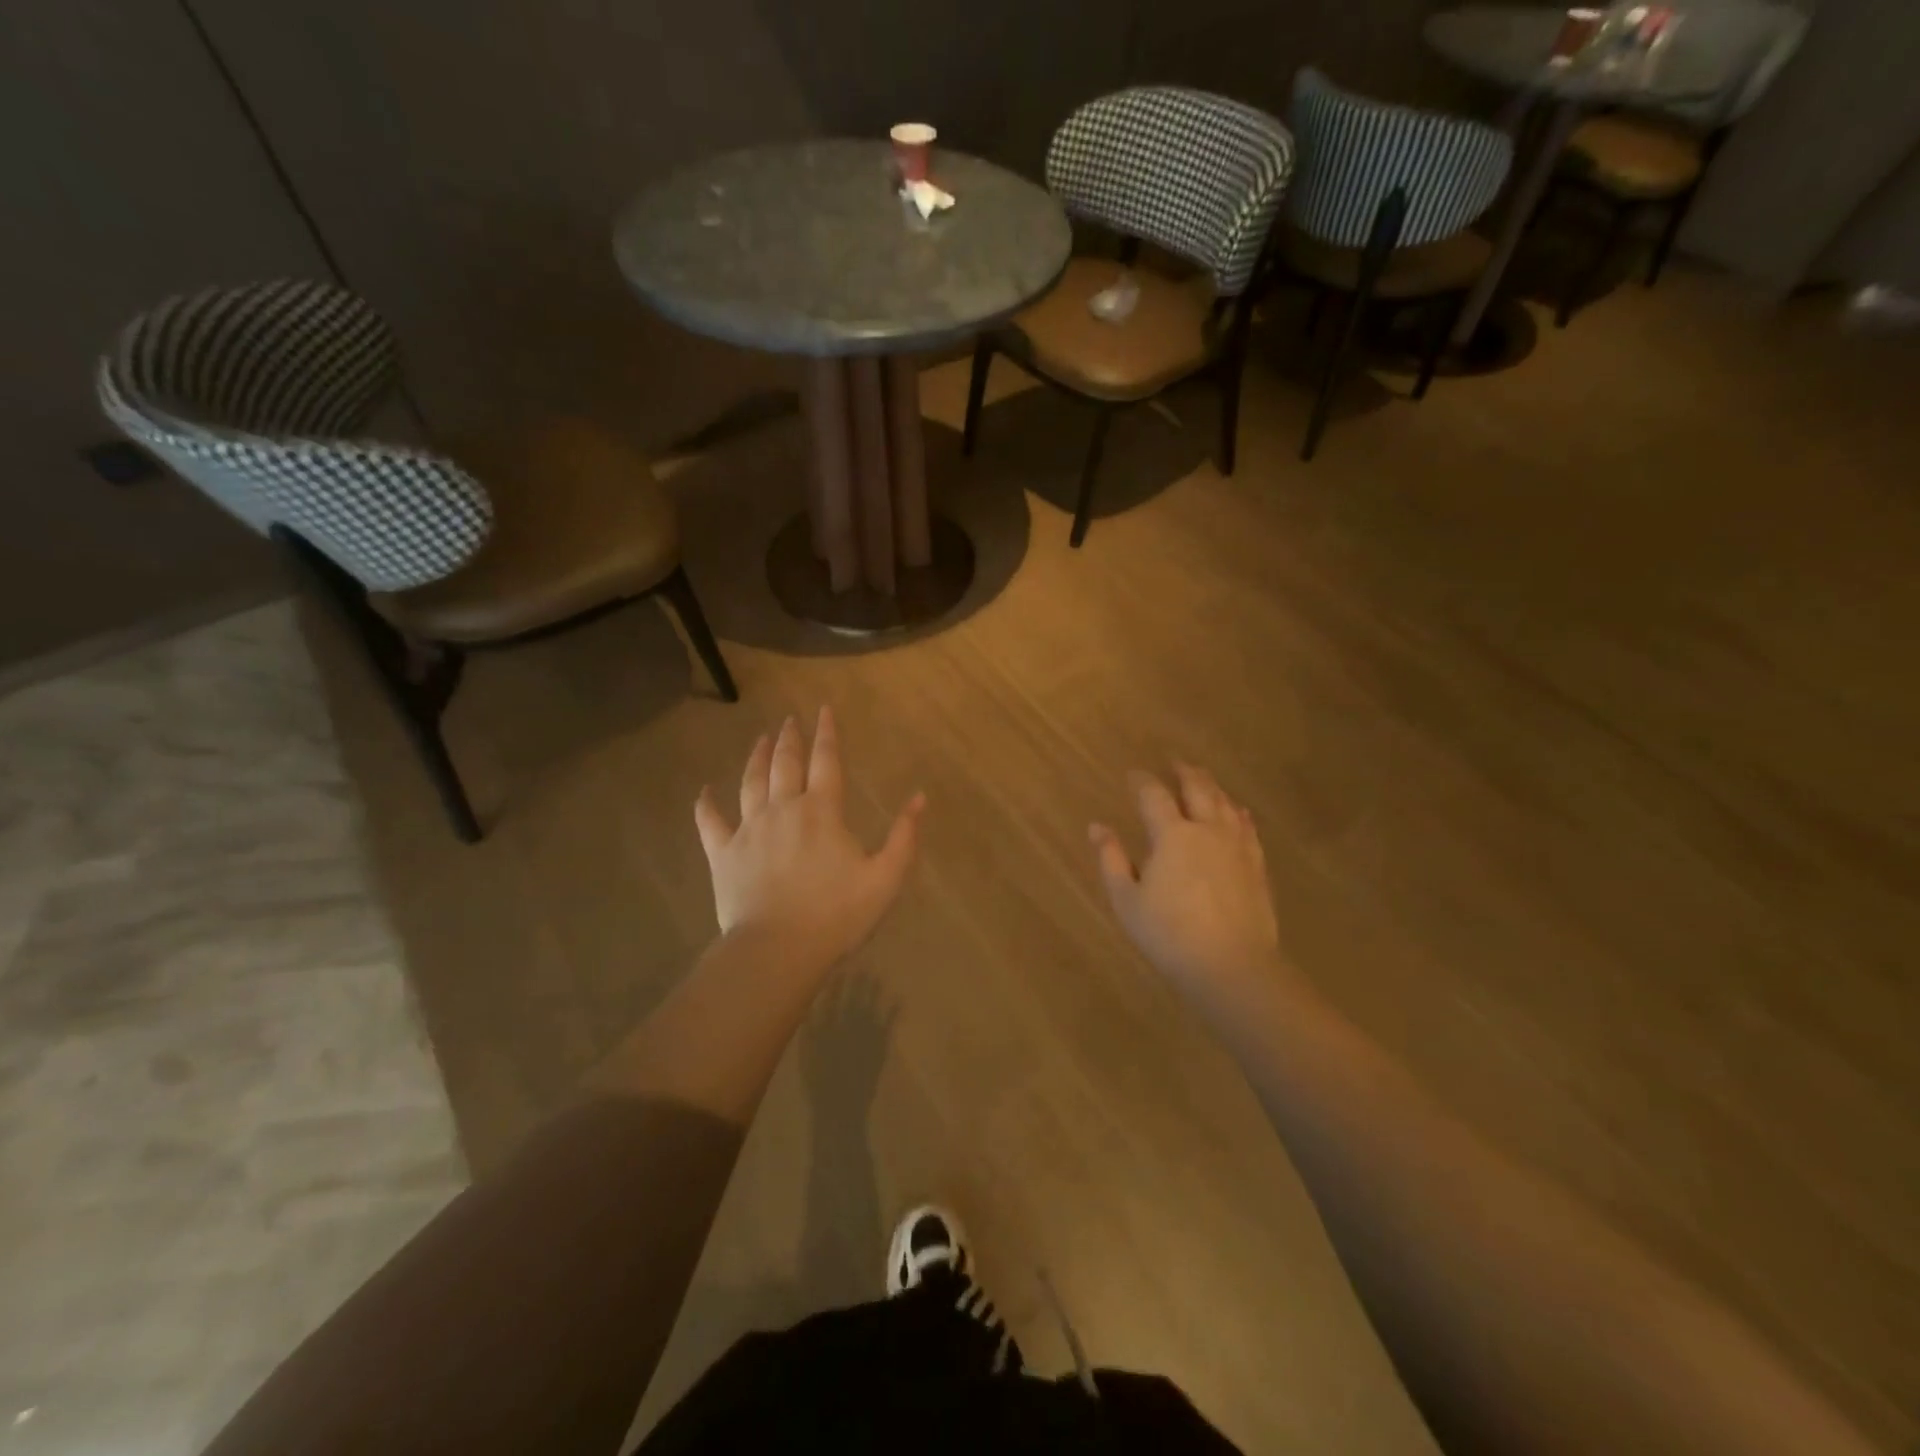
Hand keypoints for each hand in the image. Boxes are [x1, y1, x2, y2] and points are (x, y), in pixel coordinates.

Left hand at [695, 708, 924, 973]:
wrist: (777, 949)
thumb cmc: (836, 914)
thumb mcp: (885, 878)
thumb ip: (904, 836)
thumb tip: (919, 798)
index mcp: (822, 811)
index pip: (826, 761)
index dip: (827, 733)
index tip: (823, 709)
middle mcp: (783, 809)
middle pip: (785, 764)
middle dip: (790, 739)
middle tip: (789, 720)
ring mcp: (749, 829)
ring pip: (751, 782)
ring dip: (756, 757)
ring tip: (760, 739)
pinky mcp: (723, 853)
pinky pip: (710, 821)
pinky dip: (705, 804)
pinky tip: (704, 791)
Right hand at [1090, 764, 1284, 1008]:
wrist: (1232, 966)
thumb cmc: (1169, 934)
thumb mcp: (1127, 900)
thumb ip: (1111, 859)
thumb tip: (1097, 826)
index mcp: (1172, 835)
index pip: (1154, 795)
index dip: (1141, 781)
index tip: (1132, 774)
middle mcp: (1207, 829)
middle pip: (1198, 788)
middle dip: (1184, 771)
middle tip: (1174, 761)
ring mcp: (1237, 846)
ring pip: (1225, 803)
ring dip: (1211, 786)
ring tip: (1203, 779)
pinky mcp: (1257, 865)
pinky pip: (1247, 826)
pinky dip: (1237, 811)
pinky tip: (1237, 812)